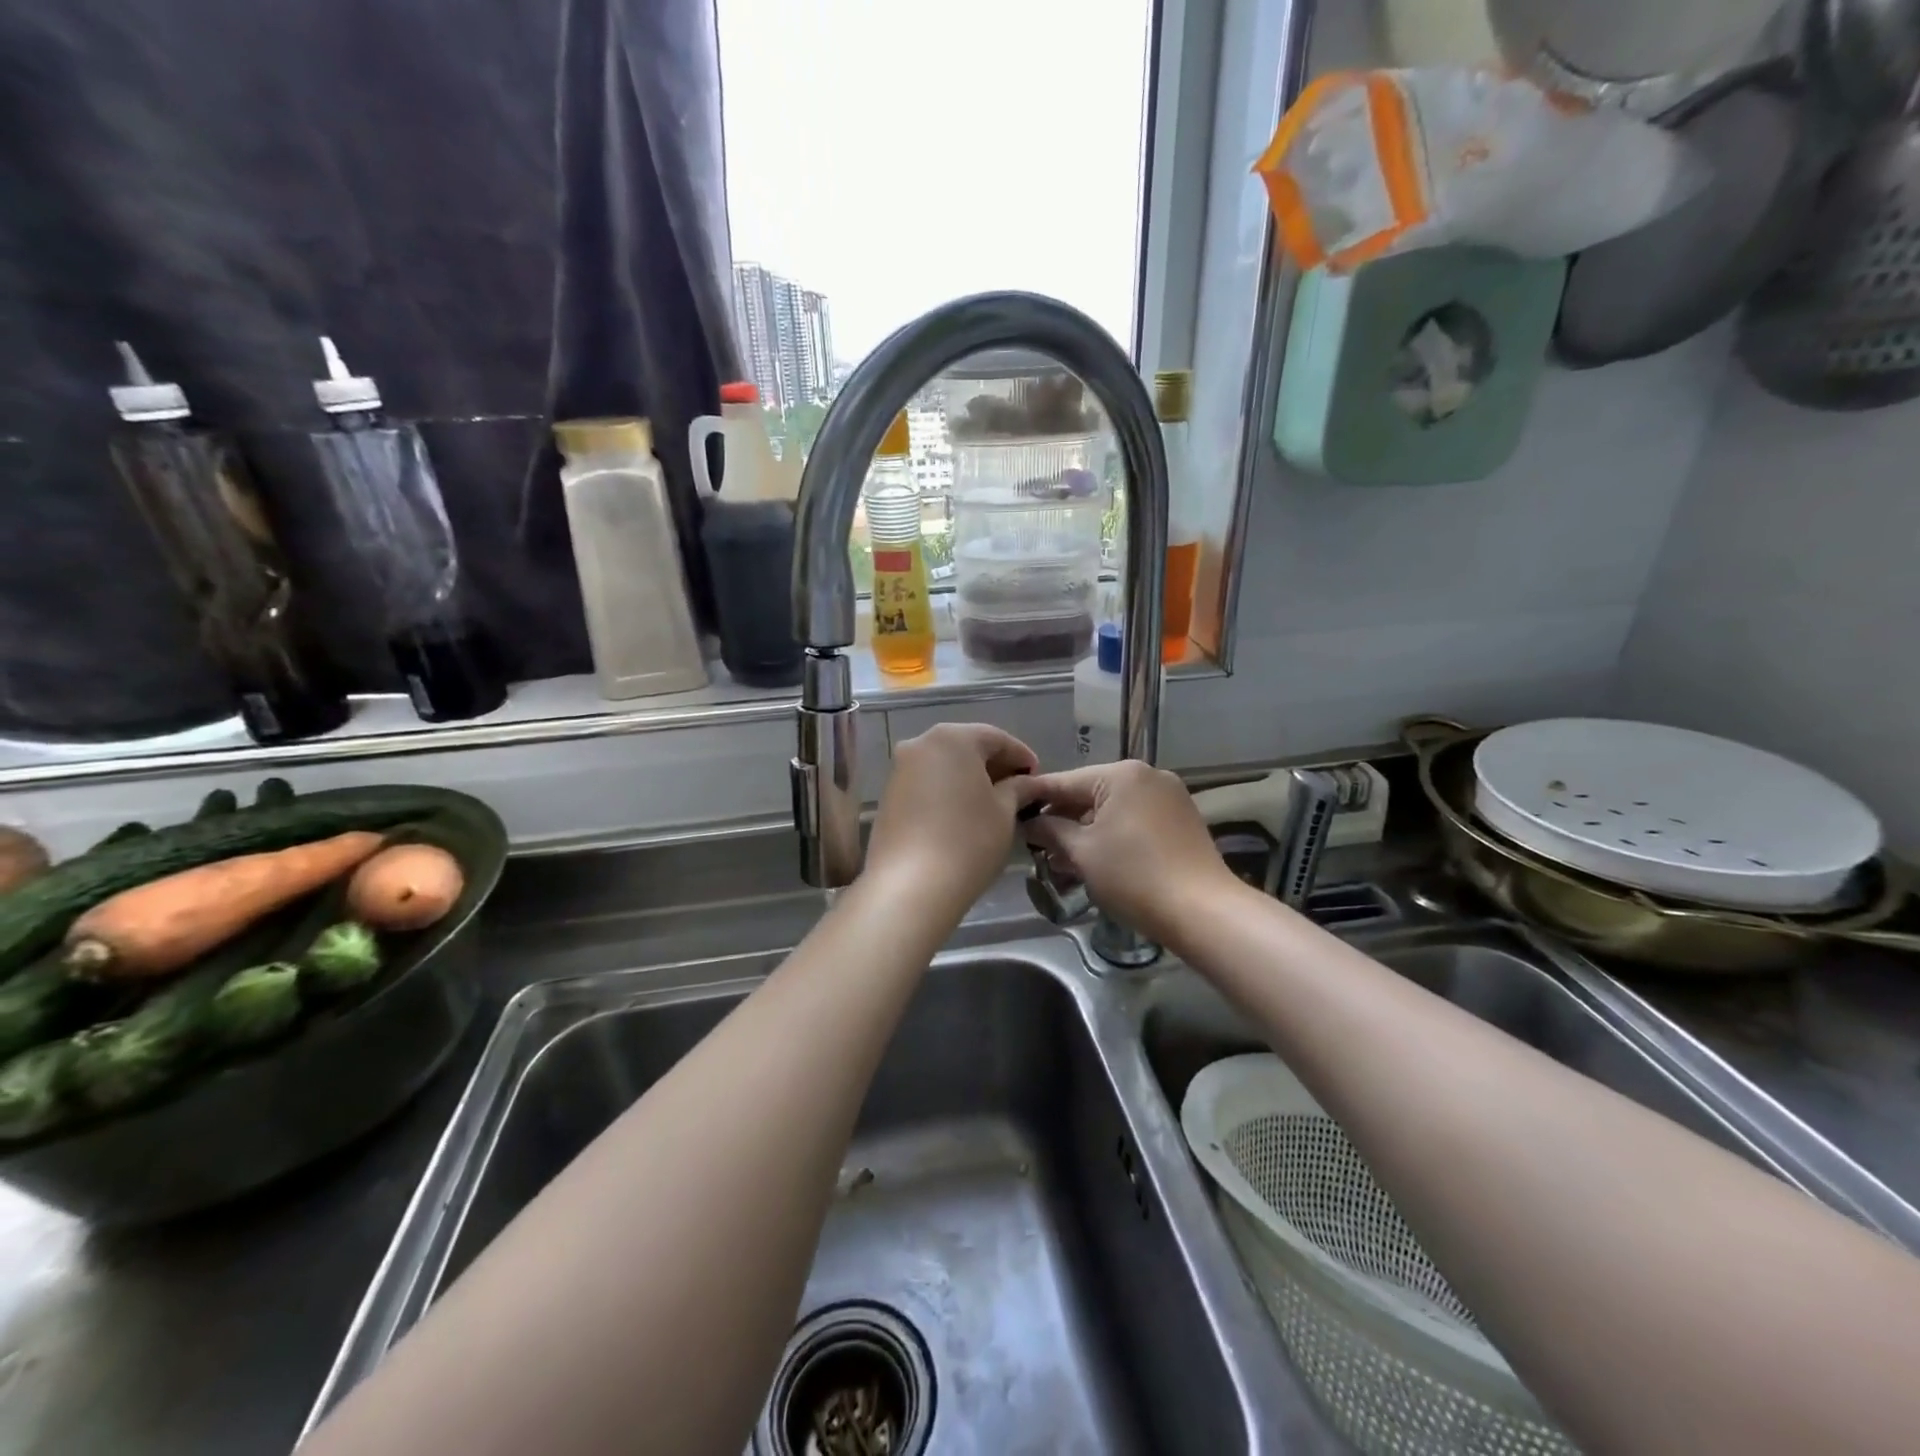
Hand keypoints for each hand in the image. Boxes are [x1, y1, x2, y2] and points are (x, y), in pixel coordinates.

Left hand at [864, 723, 1040, 913]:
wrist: (910, 885)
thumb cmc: (968, 841)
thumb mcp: (1004, 811)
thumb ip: (1018, 788)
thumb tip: (1028, 782)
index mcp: (953, 738)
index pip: (996, 738)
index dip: (1021, 756)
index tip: (1037, 776)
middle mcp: (921, 743)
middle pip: (966, 747)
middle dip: (993, 765)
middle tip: (1017, 789)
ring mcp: (900, 769)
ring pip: (944, 765)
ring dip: (969, 778)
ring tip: (992, 803)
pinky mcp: (888, 795)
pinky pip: (927, 783)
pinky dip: (947, 790)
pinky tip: (963, 813)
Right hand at [1021, 761, 1238, 943]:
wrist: (1202, 911)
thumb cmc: (1134, 876)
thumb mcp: (1082, 852)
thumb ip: (1050, 830)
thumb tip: (1030, 822)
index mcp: (1122, 774)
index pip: (1064, 782)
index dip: (1035, 799)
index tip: (1011, 812)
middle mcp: (1148, 775)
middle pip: (1091, 793)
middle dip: (1062, 819)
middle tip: (1035, 844)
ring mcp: (1169, 796)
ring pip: (1113, 808)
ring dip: (1087, 831)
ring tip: (1061, 859)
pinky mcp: (1181, 819)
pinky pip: (1135, 819)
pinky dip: (1113, 834)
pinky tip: (1096, 859)